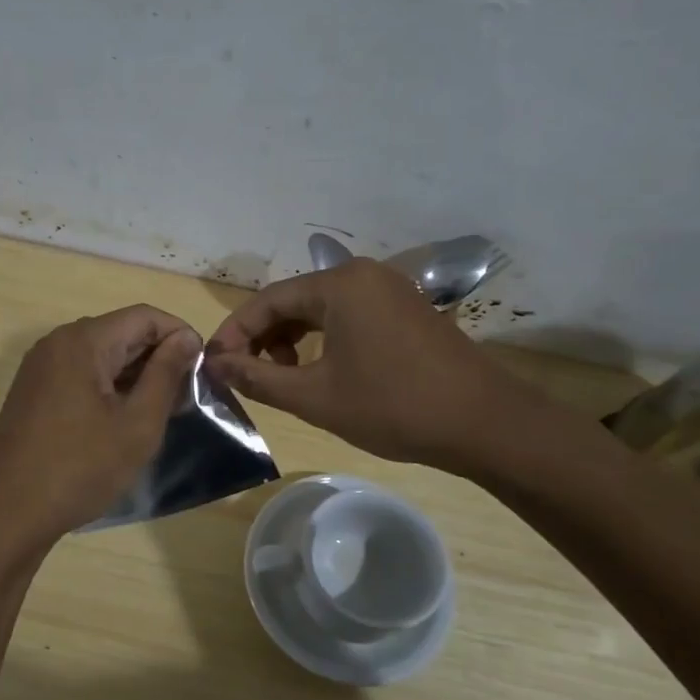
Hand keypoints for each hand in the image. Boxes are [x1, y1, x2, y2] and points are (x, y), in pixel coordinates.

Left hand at [0, 305, 201, 553]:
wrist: (7, 514)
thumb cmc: (80, 468)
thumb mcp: (137, 424)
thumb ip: (166, 375)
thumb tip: (186, 338)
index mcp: (83, 341)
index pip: (144, 317)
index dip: (180, 336)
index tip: (203, 371)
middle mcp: (57, 343)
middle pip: (121, 332)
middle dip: (158, 358)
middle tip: (187, 398)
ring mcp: (40, 368)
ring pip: (101, 355)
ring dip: (135, 376)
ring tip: (162, 411)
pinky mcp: (33, 392)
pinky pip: (80, 375)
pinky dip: (109, 388)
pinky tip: (124, 420)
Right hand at [204, 258, 548, 475]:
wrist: (485, 424)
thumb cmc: (393, 406)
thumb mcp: (315, 397)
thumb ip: (257, 379)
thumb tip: (214, 365)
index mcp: (339, 284)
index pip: (267, 300)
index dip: (235, 333)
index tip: (214, 366)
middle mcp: (363, 275)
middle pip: (294, 300)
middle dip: (263, 338)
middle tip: (244, 375)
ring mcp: (390, 290)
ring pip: (321, 309)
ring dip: (291, 341)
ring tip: (281, 378)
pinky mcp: (406, 310)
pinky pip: (348, 316)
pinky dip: (323, 340)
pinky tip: (319, 371)